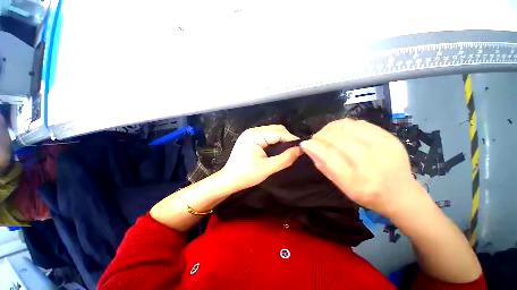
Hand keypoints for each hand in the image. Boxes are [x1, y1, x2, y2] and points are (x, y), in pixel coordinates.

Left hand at [221, 125, 301, 190]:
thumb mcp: (267, 168)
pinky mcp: (250, 138)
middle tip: (295, 149)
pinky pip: (266, 135)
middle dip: (287, 137)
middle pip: (275, 129)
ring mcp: (250, 133)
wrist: (229, 179)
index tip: (302, 147)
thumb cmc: (247, 175)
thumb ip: (285, 159)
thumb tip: (299, 150)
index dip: (291, 139)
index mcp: (254, 136)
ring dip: (281, 138)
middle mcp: (252, 131)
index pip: (278, 133)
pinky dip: (275, 140)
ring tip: (288, 148)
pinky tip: (278, 147)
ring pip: (271, 131)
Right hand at [300, 119, 422, 216]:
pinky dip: (344, 125)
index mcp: (357, 180)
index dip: (313, 146)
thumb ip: (324, 166)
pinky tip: (341, 132)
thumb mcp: (342, 187)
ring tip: (327, 134)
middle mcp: (371, 161)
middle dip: (320, 135)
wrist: (401, 193)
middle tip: (316, 139)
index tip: (305, 144)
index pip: (328, 155)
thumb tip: (308, 148)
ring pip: (346, 126)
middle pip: (336, 137)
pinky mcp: (388, 136)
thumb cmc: (368, 194)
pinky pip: (358, 123)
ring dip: (330, 128)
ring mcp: (383, 146)